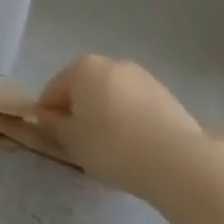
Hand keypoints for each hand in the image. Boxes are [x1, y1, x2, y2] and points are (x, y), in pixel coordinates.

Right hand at [33, 55, 218, 200]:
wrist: (178, 161)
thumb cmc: (112, 146)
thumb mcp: (71, 140)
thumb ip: (52, 124)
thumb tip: (45, 115)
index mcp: (82, 68)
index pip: (52, 91)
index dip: (48, 116)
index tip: (54, 140)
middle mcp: (112, 63)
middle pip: (83, 89)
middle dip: (78, 112)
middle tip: (81, 144)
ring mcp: (143, 77)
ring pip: (111, 96)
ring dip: (105, 115)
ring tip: (111, 148)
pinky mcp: (167, 95)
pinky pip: (135, 106)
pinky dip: (129, 120)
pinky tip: (135, 146)